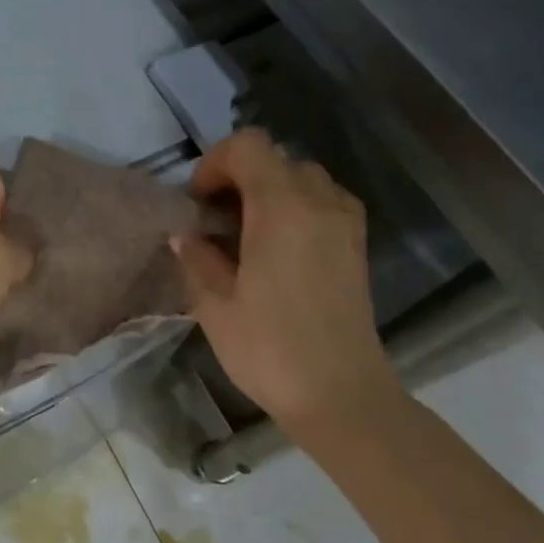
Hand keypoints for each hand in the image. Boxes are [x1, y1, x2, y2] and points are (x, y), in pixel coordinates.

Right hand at [174, 129, 398, 428]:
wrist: (341, 395)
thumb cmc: (270, 348)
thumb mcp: (214, 305)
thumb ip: (197, 258)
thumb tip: (186, 235)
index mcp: (281, 208)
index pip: (248, 147)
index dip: (215, 164)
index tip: (200, 203)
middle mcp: (319, 202)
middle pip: (275, 158)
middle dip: (239, 177)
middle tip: (217, 219)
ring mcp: (345, 222)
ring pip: (303, 177)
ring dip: (270, 190)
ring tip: (248, 232)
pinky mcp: (357, 245)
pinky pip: (325, 201)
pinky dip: (298, 206)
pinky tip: (280, 247)